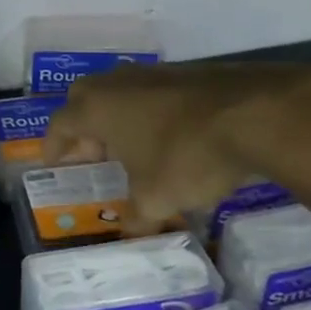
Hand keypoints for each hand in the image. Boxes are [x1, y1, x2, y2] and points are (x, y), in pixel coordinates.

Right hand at [40, 61, 310, 233]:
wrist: (257, 115)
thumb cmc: (187, 156)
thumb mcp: (156, 200)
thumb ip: (136, 220)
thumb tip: (131, 237)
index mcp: (96, 109)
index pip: (59, 124)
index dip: (53, 145)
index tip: (54, 162)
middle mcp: (117, 84)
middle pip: (84, 98)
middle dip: (82, 124)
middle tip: (92, 152)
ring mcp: (153, 73)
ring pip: (121, 90)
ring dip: (118, 115)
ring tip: (133, 146)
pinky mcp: (188, 72)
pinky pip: (154, 91)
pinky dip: (151, 110)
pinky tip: (172, 135)